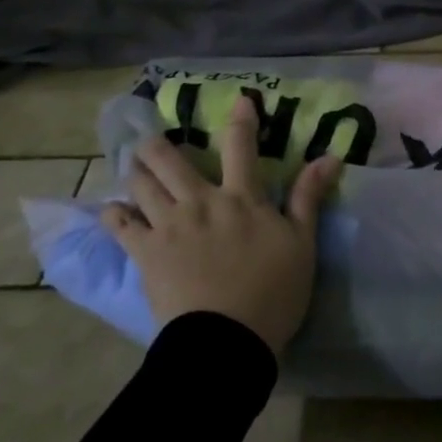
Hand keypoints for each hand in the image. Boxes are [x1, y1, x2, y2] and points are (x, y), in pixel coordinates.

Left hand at [102, 94, 341, 355]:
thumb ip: (309, 198)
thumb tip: (330, 156)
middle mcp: (200, 201)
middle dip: (157, 143)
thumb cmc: (271, 292)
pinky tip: (111, 210)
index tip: (240, 99)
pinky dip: (113, 215)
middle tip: (150, 138)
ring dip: (135, 170)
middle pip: (170, 160)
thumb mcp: (302, 244)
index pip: (241, 146)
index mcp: (240, 197)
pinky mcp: (145, 254)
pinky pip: (120, 226)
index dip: (241, 119)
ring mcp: (168, 226)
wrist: (225, 341)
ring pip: (142, 185)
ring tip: (131, 165)